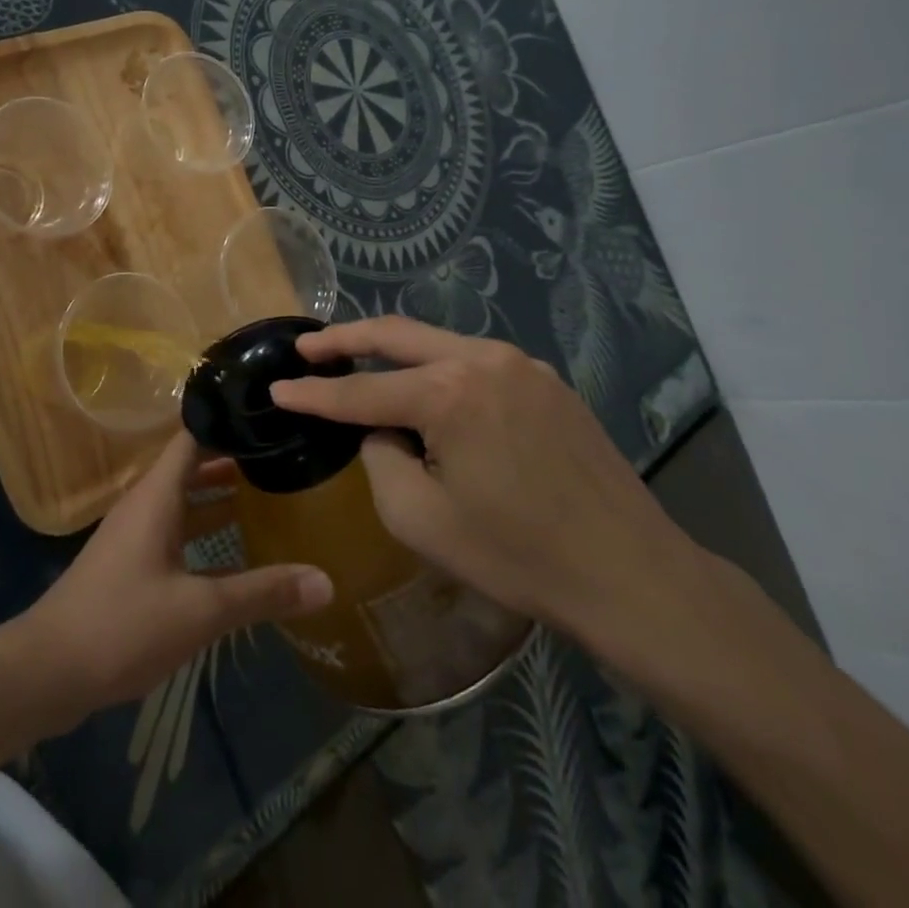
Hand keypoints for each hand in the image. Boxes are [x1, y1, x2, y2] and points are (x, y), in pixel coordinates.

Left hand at [21, 431, 333, 715]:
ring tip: (270, 494)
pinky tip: (236, 552)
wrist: (48, 670)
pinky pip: (175, 531)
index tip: (266, 413)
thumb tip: (326, 581)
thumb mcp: (200, 611)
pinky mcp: (130, 564)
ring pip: (184, 501)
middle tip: (281, 454)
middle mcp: (145, 504)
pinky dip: (205, 531)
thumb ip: (261, 593)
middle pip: (192, 467)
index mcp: (157, 495)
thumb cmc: (123, 624)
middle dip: (233, 459)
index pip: (192, 436)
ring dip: (220, 497)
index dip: (226, 420)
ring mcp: (135, 534)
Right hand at [269, 316, 688, 633]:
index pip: (361, 391)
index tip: (278, 387)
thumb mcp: (420, 519)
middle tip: (308, 348)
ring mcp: (521, 365)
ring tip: (358, 363)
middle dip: (345, 338)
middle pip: (396, 335)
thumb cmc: (516, 555)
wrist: (630, 574)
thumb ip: (381, 459)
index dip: (313, 393)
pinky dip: (438, 369)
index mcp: (448, 393)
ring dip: (393, 351)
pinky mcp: (547, 381)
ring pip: (437, 343)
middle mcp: (483, 359)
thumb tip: (383, 431)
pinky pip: (475, 362)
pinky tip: (428, 392)